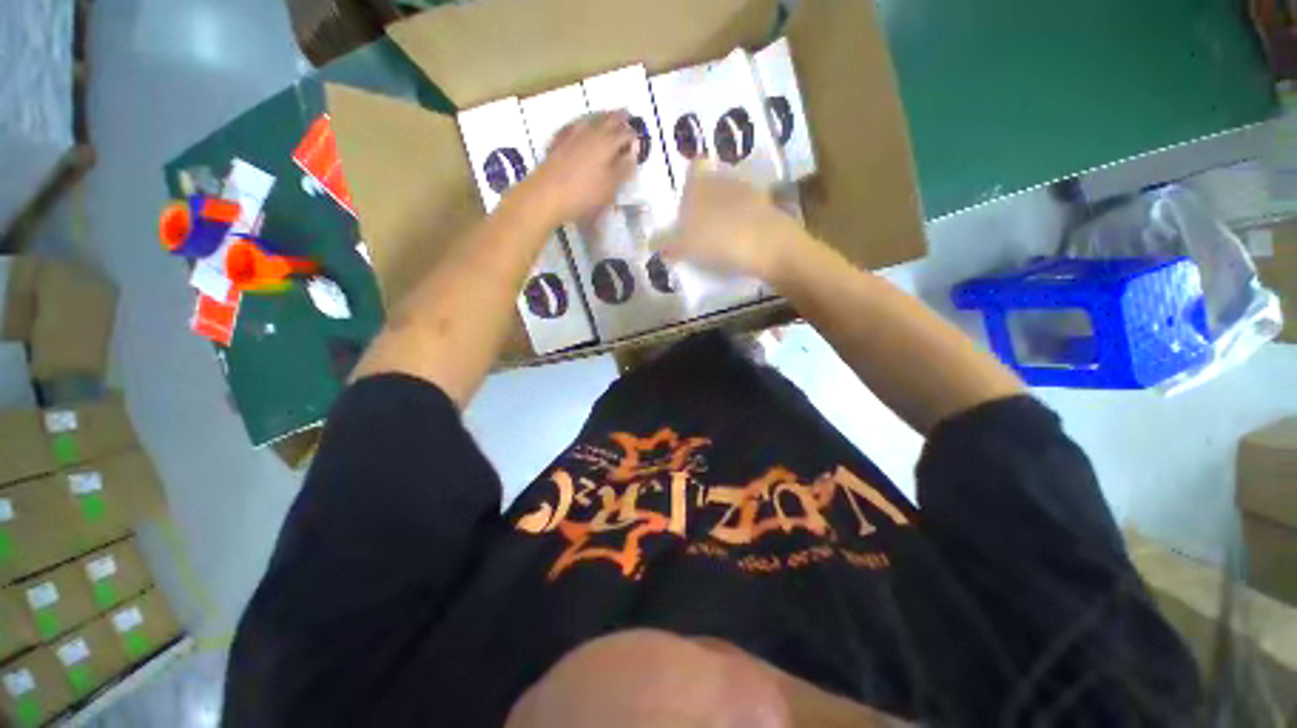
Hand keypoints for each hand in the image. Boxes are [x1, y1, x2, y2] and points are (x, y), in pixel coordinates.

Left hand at [517, 111, 637, 225]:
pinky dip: (584, 123)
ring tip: (609, 117)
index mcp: (607, 142)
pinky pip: (575, 126)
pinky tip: (582, 125)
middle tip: (626, 116)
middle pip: (608, 120)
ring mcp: (573, 134)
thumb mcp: (610, 186)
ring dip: (602, 117)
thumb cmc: (584, 194)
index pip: (626, 133)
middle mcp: (591, 132)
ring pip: (592, 119)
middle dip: (619, 118)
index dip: (633, 136)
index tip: (638, 139)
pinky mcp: (558, 141)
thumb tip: (632, 154)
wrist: (547, 195)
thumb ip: (623, 169)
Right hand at [659, 161, 813, 280]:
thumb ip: (667, 244)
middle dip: (706, 198)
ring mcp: (750, 193)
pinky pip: (750, 211)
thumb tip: (651, 243)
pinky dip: (743, 222)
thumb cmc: (719, 242)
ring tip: (719, 234)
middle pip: (713, 182)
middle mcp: (725, 181)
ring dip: (726, 210)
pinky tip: (740, 240)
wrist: (769, 247)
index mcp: (701, 185)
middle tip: (699, 223)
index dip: (690, 178)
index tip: (687, 199)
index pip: (694, 168)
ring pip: (732, 195)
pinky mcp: (769, 208)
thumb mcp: (685, 247)